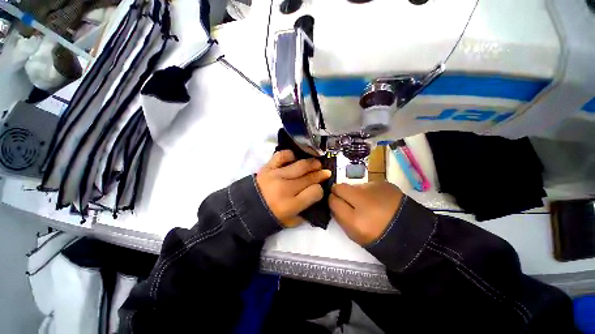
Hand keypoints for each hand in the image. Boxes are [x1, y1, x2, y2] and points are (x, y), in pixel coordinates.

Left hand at [256, 150, 331, 226]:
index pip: (315, 192)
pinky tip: (295, 158)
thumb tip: (315, 196)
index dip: (320, 190)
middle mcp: (285, 188)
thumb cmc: (269, 218)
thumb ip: (305, 211)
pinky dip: (290, 155)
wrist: (245, 210)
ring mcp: (276, 175)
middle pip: (310, 177)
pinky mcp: (268, 167)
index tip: (319, 189)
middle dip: (321, 174)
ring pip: (300, 165)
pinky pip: (282, 155)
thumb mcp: (290, 222)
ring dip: (312, 163)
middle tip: (325, 172)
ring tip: (317, 163)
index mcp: (291, 205)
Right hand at [329, 182, 403, 244]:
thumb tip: (333, 201)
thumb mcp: (354, 233)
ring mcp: (374, 189)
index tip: (335, 203)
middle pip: (339, 187)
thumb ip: (339, 216)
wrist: (412, 233)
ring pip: (353, 185)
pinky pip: (368, 185)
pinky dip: (368, 191)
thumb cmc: (378, 237)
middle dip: (338, 192)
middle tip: (346, 200)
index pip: (332, 200)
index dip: (332, 200)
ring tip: (367, 202)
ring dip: (355, 192)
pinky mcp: (384, 183)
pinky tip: (378, 200)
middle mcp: (362, 200)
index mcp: (355, 219)